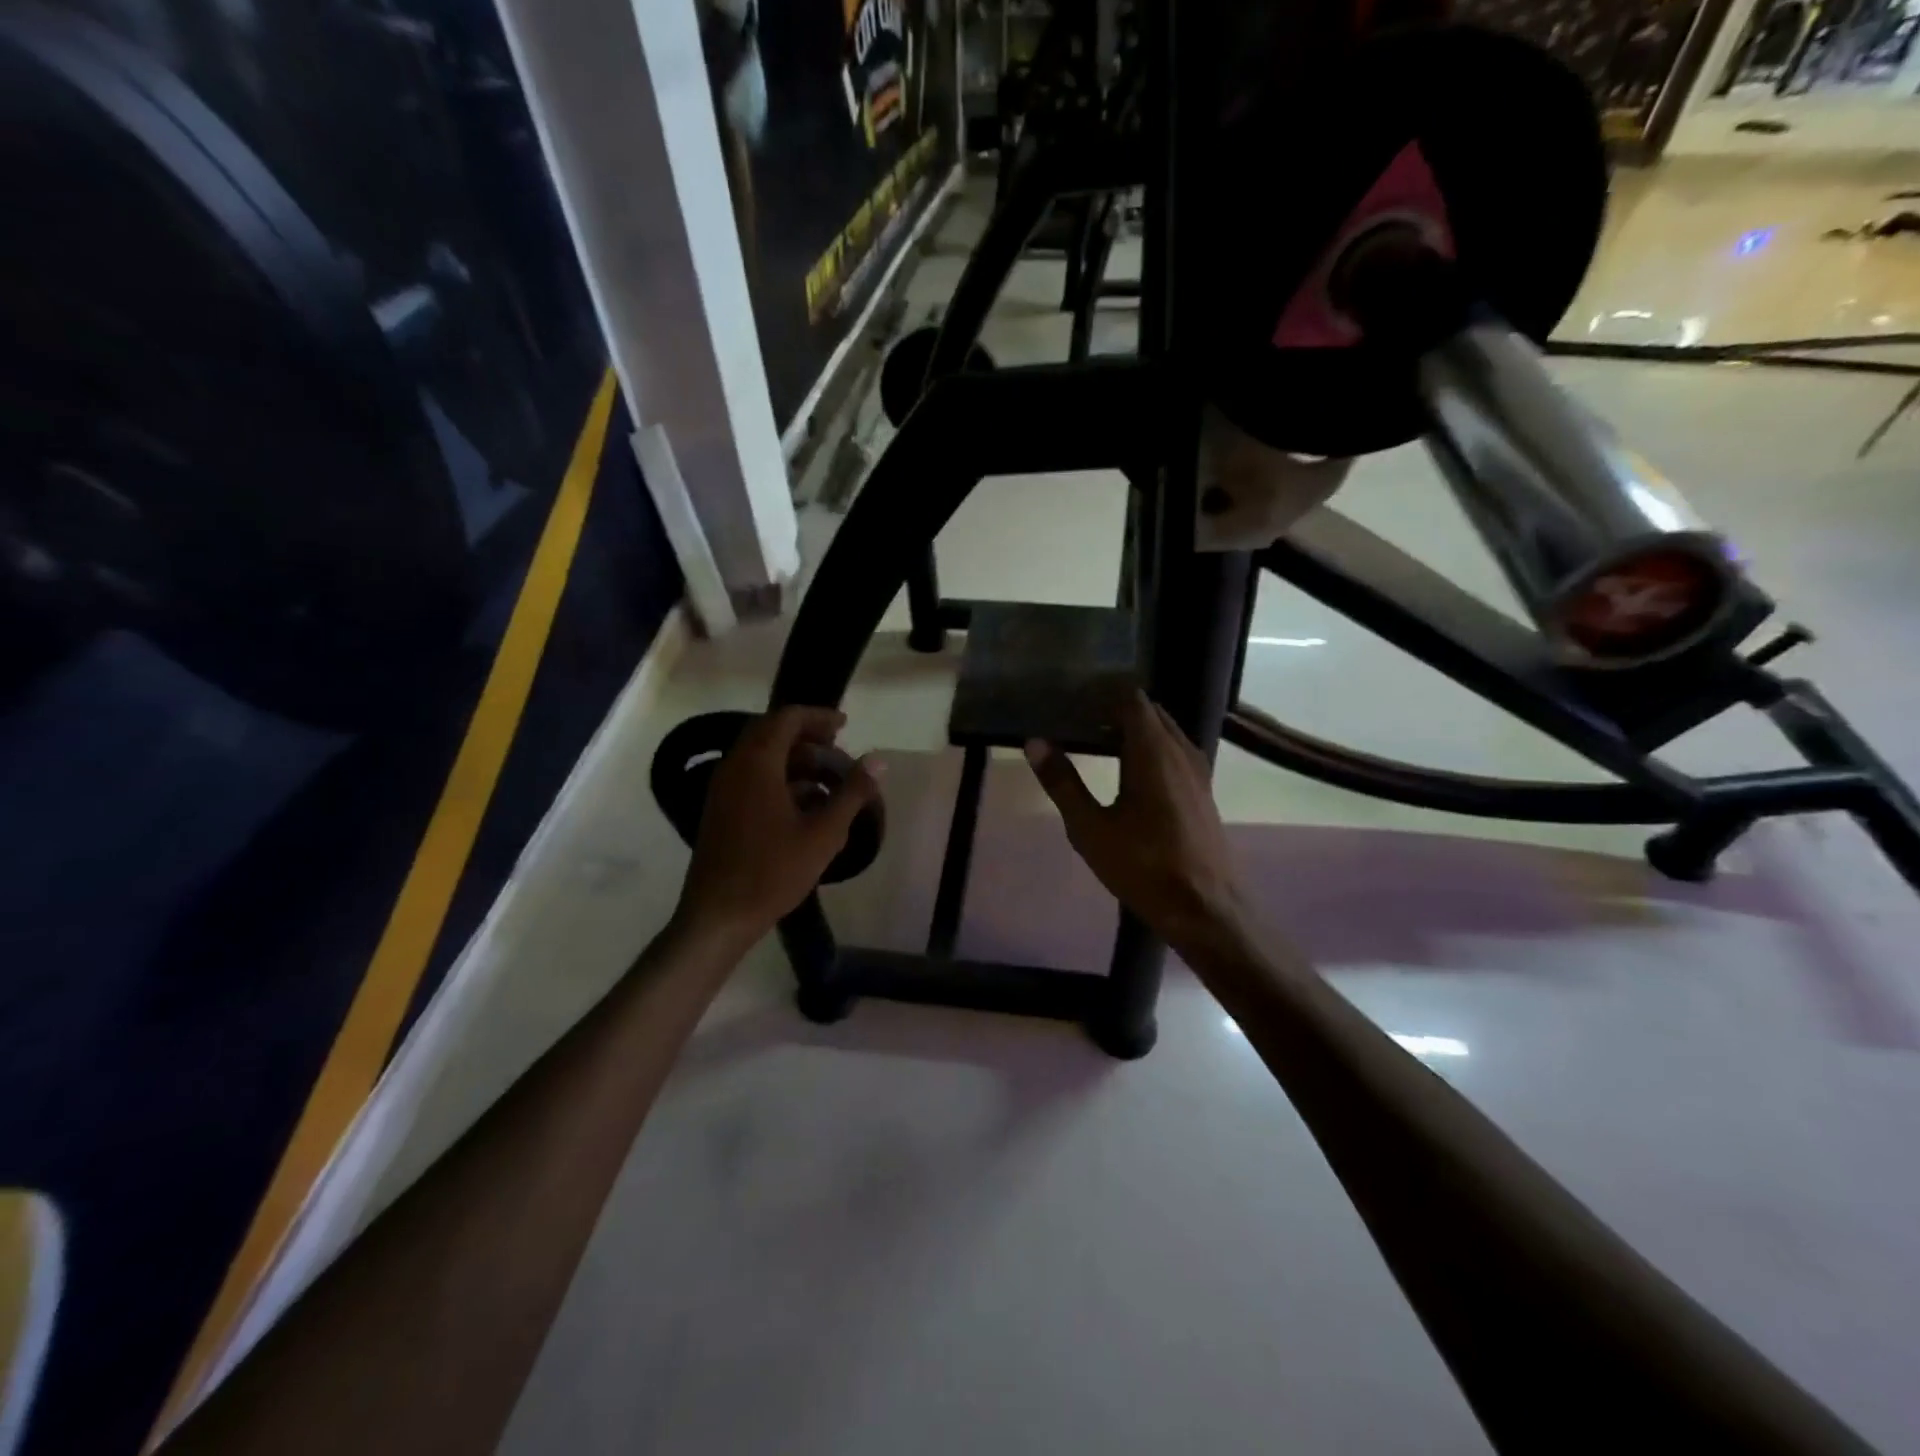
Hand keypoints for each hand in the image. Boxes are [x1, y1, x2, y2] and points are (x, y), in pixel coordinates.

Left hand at [675, 707, 882, 951]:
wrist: (718, 915)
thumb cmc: (773, 871)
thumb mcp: (824, 833)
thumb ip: (852, 792)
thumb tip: (879, 760)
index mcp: (757, 764)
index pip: (787, 718)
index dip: (819, 717)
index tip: (846, 726)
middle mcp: (735, 767)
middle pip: (772, 733)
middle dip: (808, 737)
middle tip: (838, 749)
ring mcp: (724, 789)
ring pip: (762, 757)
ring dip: (796, 760)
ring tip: (829, 781)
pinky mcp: (721, 810)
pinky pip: (753, 778)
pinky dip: (781, 779)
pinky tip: (806, 806)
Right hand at [1025, 691, 1250, 956]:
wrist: (1205, 907)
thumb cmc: (1143, 866)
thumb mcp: (1090, 828)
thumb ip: (1062, 782)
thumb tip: (1034, 742)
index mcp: (1153, 751)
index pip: (1131, 699)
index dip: (1102, 693)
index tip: (1072, 698)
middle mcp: (1180, 750)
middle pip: (1149, 711)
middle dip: (1115, 708)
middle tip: (1078, 718)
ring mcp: (1197, 770)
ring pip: (1165, 731)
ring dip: (1135, 729)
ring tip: (1098, 741)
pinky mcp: (1203, 790)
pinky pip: (1175, 751)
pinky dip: (1151, 747)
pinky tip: (1129, 772)